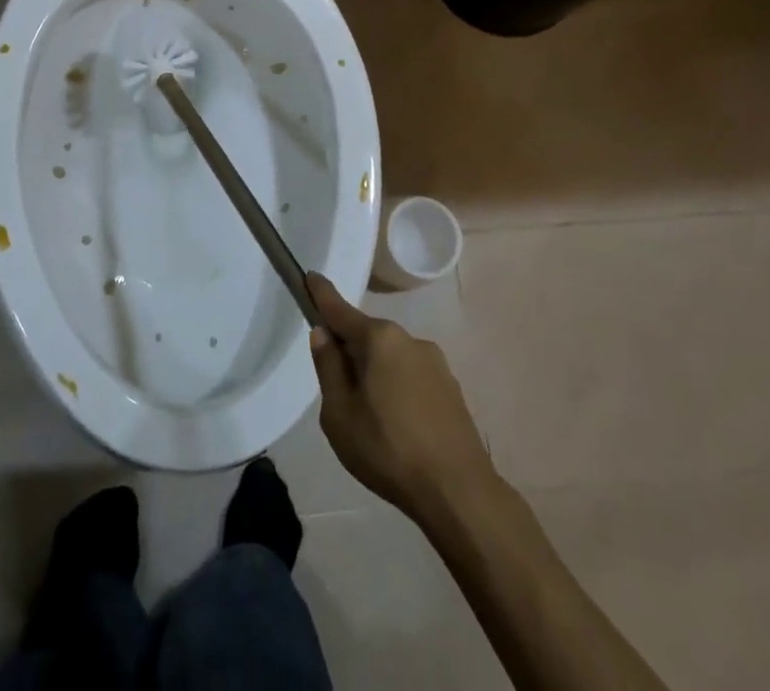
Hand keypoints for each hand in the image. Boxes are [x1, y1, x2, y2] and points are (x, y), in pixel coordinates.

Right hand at [308, 273, 497, 519]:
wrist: (460, 494)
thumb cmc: (388, 450)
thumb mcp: (339, 414)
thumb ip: (329, 368)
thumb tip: (323, 334)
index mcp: (379, 339)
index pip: (340, 310)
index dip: (321, 294)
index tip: (309, 276)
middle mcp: (409, 340)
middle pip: (367, 337)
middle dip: (350, 352)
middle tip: (339, 392)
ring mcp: (436, 364)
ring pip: (391, 359)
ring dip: (376, 375)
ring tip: (372, 421)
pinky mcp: (452, 389)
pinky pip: (412, 378)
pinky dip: (399, 391)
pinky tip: (399, 428)